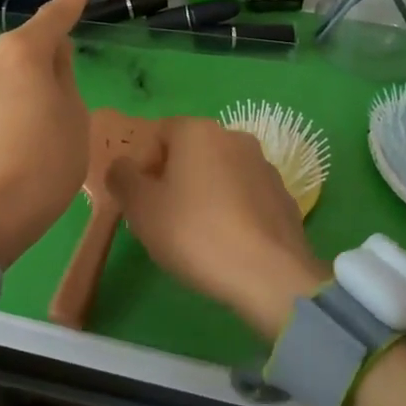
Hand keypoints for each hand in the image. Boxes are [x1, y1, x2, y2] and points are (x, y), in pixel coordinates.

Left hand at [0, 0, 92, 265]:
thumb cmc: (43, 165)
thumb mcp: (73, 117)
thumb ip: (64, 77)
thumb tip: (52, 57)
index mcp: (21, 52)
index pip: (53, 18)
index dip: (71, 2)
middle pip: (24, 50)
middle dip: (43, 63)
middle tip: (62, 101)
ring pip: (2, 75)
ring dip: (19, 88)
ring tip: (32, 131)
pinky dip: (0, 107)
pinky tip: (7, 141)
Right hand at [107, 117, 329, 337]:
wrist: (268, 275)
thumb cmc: (194, 233)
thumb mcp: (141, 208)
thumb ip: (122, 178)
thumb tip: (122, 166)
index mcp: (197, 131)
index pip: (158, 133)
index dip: (142, 164)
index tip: (139, 198)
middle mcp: (234, 137)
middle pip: (191, 151)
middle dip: (173, 177)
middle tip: (162, 217)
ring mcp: (264, 166)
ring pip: (220, 173)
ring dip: (205, 193)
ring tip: (196, 234)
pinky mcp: (284, 196)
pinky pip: (245, 196)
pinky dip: (232, 210)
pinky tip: (227, 242)